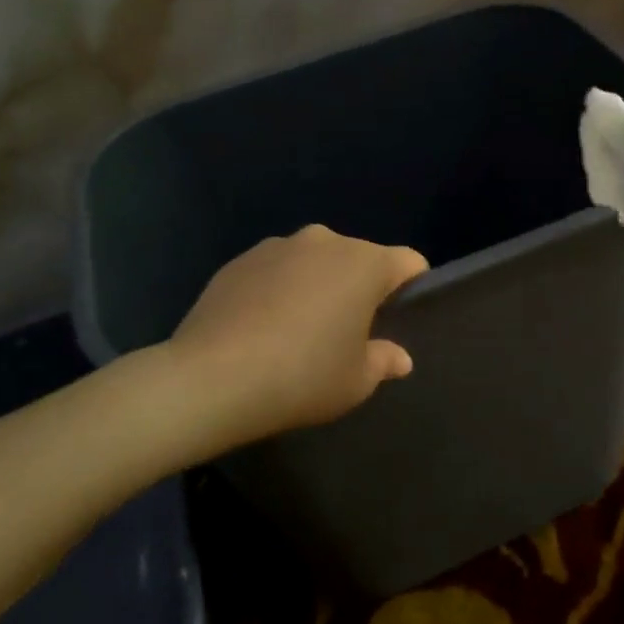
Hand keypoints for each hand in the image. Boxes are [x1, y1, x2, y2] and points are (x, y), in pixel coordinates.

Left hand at [170, 224, 428, 445]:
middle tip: (348, 332)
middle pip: (359, 258)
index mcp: (364, 263)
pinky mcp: (239, 260)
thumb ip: (384, 361)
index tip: (398, 320)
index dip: (412, 288)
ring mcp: (277, 246)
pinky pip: (276, 270)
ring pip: (315, 261)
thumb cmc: (302, 376)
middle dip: (360, 288)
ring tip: (299, 329)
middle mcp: (324, 241)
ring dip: (318, 285)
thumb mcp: (356, 381)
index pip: (408, 262)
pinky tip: (262, 327)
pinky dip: (279, 289)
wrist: (212, 378)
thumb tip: (400, 357)